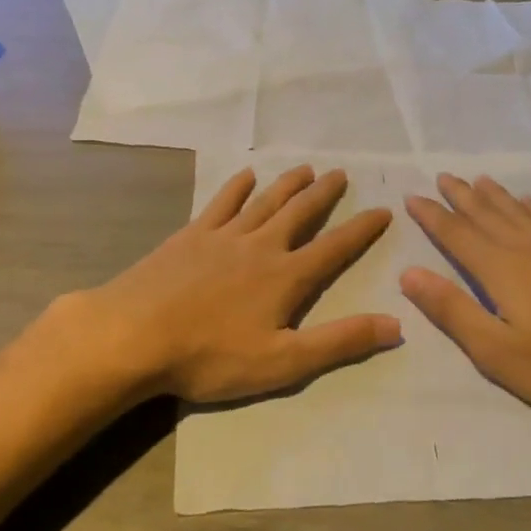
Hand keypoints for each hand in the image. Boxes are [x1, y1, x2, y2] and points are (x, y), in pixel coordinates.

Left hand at [54, 167, 398, 405]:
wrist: (134, 334)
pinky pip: (222, 202)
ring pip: (265, 201)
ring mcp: (223, 236)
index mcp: (286, 276)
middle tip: (341, 174)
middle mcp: (261, 246)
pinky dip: (237, 187)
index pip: (335, 247)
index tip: (383, 210)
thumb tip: (396, 323)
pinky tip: (246, 176)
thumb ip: (340, 342)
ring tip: (307, 168)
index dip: (361, 230)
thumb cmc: (210, 355)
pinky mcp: (191, 235)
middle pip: (300, 212)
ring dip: (288, 184)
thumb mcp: (283, 362)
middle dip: (324, 194)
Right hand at [400, 175, 530, 435]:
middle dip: (461, 196)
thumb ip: (452, 310)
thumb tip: (409, 273)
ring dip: (495, 196)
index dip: (433, 216)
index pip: (458, 235)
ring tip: (479, 180)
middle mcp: (528, 251)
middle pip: (488, 215)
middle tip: (442, 176)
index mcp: (502, 270)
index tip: (412, 197)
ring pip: (519, 214)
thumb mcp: (495, 350)